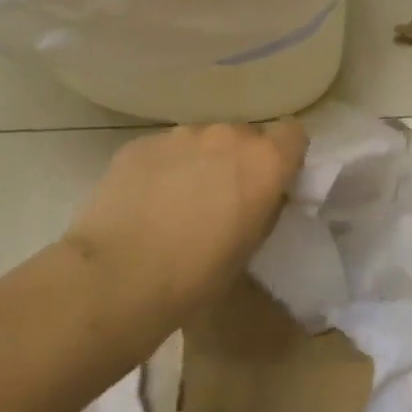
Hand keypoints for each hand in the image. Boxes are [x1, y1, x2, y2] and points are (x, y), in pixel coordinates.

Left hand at [67, 120, 307, 315]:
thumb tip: (258, 192)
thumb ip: (263, 204)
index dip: (284, 156)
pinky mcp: (141, 142)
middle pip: (244, 136)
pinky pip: (165, 149)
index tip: (271, 182)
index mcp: (265, 161)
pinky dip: (163, 168)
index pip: (293, 134)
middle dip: (238, 160)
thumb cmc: (197, 274)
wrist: (118, 277)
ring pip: (202, 140)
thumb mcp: (251, 245)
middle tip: (221, 197)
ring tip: (177, 201)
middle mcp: (227, 135)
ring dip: (199, 161)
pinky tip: (146, 202)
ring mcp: (181, 134)